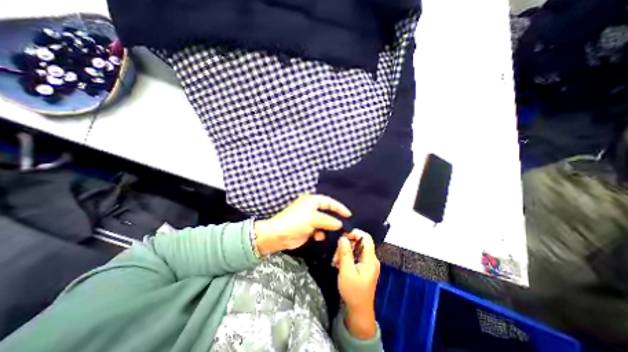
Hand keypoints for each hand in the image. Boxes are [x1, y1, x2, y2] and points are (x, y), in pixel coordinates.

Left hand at [255, 194, 352, 254]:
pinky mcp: (307, 228)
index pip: (329, 202)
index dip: (339, 207)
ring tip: (334, 233)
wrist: (278, 235)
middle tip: (344, 225)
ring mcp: (309, 218)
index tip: (349, 215)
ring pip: (323, 222)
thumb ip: (328, 221)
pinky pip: (318, 229)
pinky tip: (319, 237)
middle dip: (334, 219)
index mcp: (312, 200)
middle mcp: (311, 207)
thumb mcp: (314, 219)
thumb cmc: (296, 222)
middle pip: (327, 212)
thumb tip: (340, 224)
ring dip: (327, 227)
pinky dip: (320, 233)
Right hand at [336, 229, 380, 338]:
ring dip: (344, 252)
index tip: (342, 237)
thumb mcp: (346, 271)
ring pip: (355, 249)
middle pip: (359, 243)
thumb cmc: (353, 292)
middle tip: (336, 255)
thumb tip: (343, 237)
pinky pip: (355, 256)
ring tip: (336, 261)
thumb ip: (345, 253)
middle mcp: (371, 259)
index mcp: (370, 259)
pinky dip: (346, 258)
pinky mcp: (363, 267)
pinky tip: (339, 264)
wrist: (359, 311)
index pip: (366, 237)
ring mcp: (367, 263)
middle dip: (346, 245)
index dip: (355, 233)